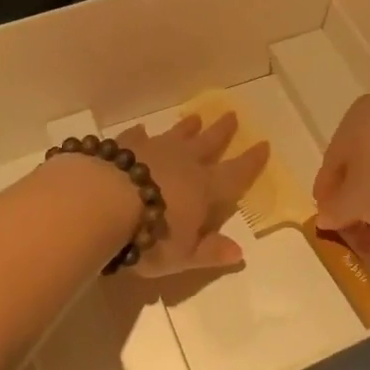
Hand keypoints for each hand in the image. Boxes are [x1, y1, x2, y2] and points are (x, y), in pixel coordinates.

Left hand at [115, 112, 266, 275]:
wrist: (105, 202)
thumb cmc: (150, 235)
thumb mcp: (183, 255)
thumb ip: (210, 251)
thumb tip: (239, 252)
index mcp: (204, 188)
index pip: (235, 174)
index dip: (251, 162)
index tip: (264, 144)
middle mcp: (183, 163)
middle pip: (208, 143)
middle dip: (222, 131)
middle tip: (232, 115)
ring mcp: (153, 150)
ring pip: (176, 135)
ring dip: (187, 128)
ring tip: (195, 117)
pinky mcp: (125, 147)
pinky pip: (137, 137)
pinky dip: (141, 134)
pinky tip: (142, 130)